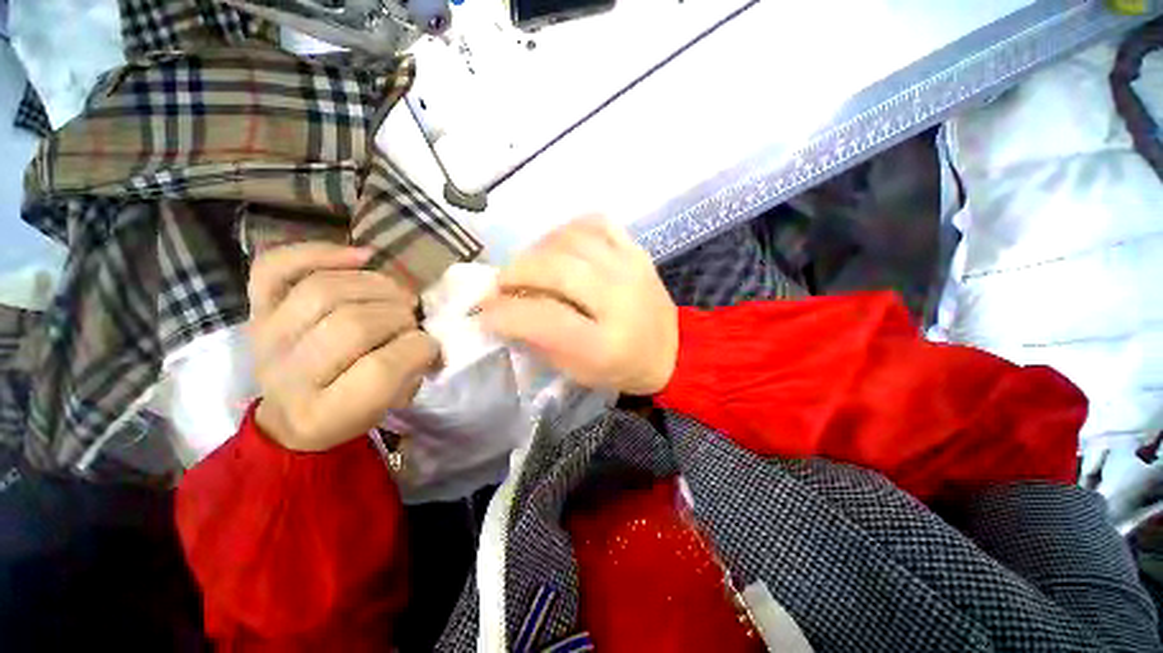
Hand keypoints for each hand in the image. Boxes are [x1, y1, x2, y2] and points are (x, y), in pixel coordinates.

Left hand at [248, 243, 440, 451]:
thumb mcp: (391, 405)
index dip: (418, 349)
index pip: (380, 371)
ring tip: (396, 295)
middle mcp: (287, 374)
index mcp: (324, 413)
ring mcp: (266, 336)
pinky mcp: (257, 307)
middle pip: (352, 325)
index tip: (431, 344)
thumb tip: (429, 332)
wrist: (291, 414)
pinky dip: (322, 253)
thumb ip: (412, 371)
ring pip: (325, 290)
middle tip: (412, 319)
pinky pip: (278, 265)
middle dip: (399, 316)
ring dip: (377, 286)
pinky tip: (360, 257)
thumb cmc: (351, 412)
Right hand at [478, 216, 677, 394]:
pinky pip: (596, 223)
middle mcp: (620, 299)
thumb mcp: (577, 371)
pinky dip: (568, 229)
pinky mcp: (638, 251)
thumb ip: (538, 342)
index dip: (505, 312)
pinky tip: (559, 247)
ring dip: (537, 249)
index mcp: (605, 344)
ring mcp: (632, 268)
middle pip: (556, 269)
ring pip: (571, 239)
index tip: (484, 312)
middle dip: (515, 272)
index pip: (544, 318)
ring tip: (528, 267)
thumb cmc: (621, 368)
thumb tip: (501, 312)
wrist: (672, 350)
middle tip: (501, 285)